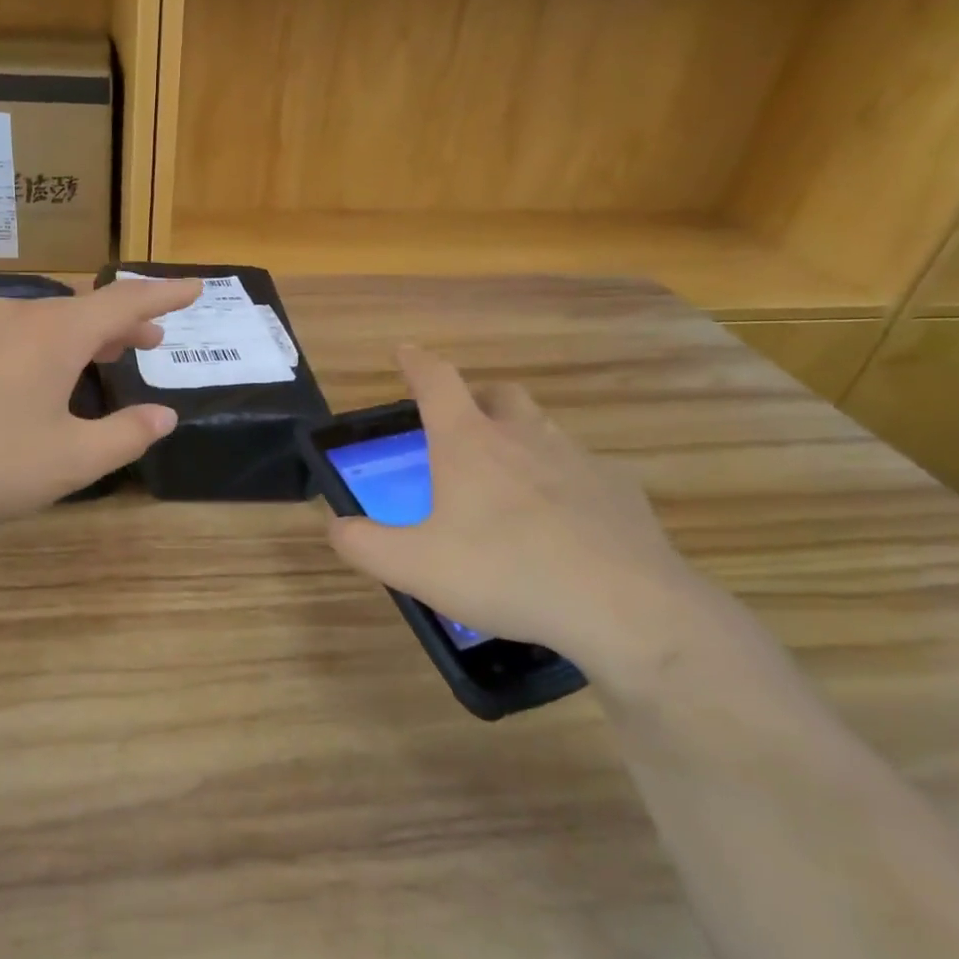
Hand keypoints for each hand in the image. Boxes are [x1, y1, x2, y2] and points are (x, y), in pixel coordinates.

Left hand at [0, 275, 201, 542]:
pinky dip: (57, 344)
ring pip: (53, 320)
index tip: (195, 288)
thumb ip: (127, 435)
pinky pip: (24, 333)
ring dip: (90, 333)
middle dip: (127, 321)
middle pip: (87, 308)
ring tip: (115, 353)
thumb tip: (164, 416)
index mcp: (54, 333)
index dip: (164, 296)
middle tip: (156, 340)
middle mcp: (19, 317)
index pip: (124, 301)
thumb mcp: (73, 459)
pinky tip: (55, 373)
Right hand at [326, 346, 736, 684]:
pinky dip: (562, 481)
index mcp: (469, 444)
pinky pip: (582, 471)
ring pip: (543, 430)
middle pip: (499, 394)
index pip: (436, 381)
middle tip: (460, 426)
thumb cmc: (504, 573)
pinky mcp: (619, 490)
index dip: (416, 362)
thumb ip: (363, 544)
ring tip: (507, 482)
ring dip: (519, 438)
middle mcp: (524, 437)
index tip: (405, 351)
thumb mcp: (414, 566)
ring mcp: (578, 460)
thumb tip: (335, 525)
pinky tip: (561, 523)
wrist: (623, 607)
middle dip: (475, 398)